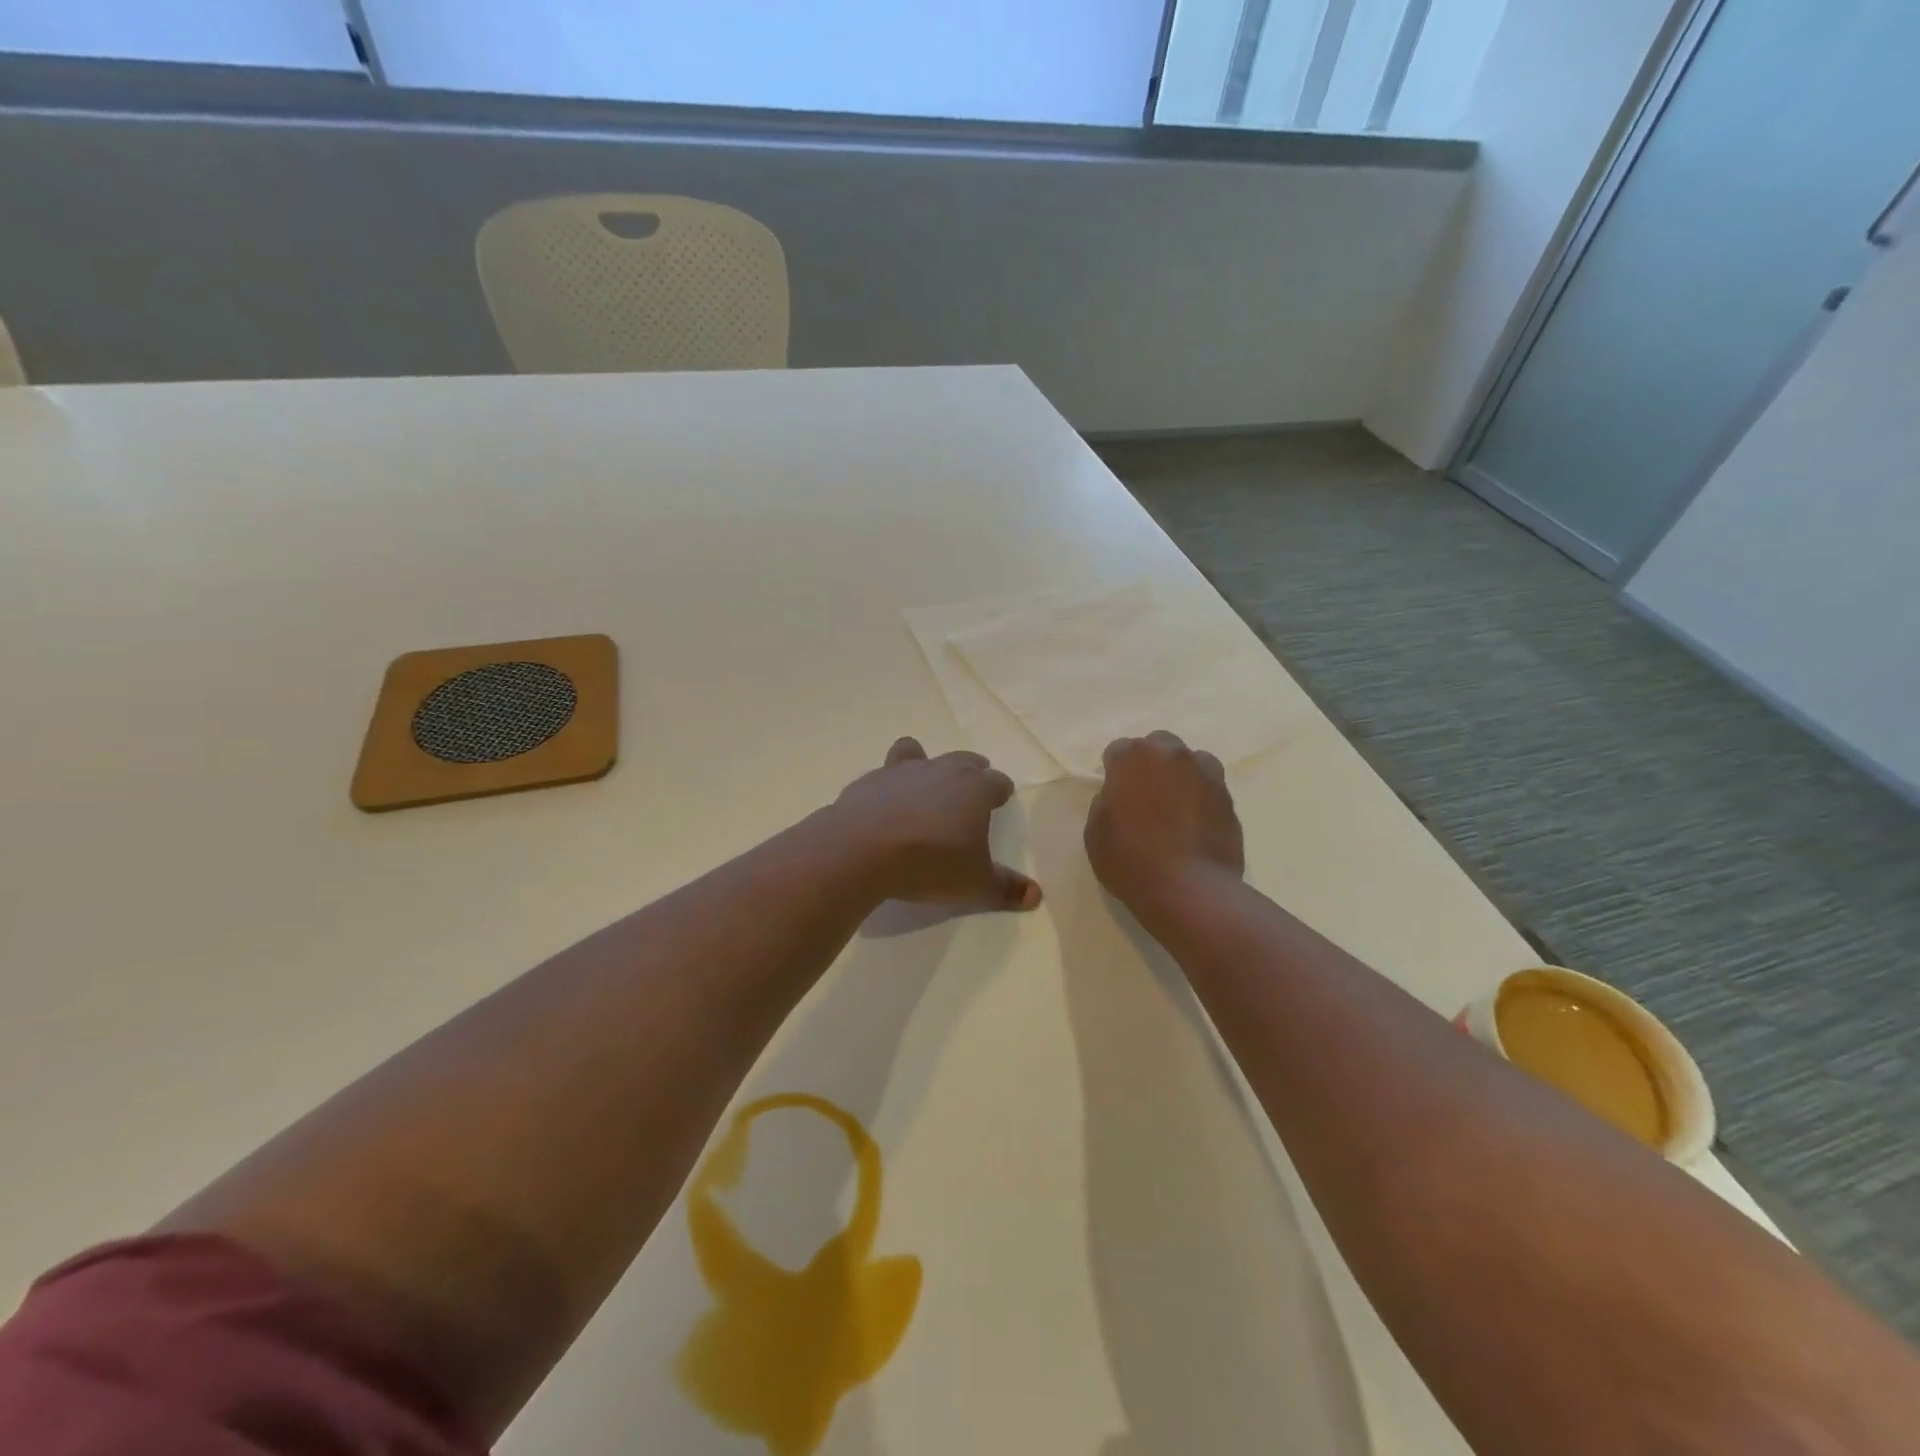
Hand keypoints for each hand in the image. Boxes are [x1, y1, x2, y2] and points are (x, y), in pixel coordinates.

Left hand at [830, 738, 1041, 911]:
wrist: (862, 849)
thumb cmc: (930, 863)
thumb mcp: (975, 884)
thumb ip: (1006, 889)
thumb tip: (1036, 896)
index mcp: (974, 789)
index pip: (997, 781)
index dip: (1001, 791)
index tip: (1001, 798)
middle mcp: (941, 770)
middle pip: (964, 760)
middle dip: (972, 770)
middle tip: (973, 783)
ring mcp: (902, 771)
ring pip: (919, 753)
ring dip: (925, 763)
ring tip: (924, 781)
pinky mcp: (869, 781)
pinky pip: (884, 774)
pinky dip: (888, 785)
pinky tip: (883, 805)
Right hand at [1085, 732, 1243, 914]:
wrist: (1189, 889)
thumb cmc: (1131, 860)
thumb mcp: (1095, 833)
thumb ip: (1106, 803)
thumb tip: (1119, 797)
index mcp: (1134, 759)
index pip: (1119, 749)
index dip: (1114, 770)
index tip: (1114, 793)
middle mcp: (1172, 756)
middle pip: (1159, 744)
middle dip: (1151, 763)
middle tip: (1145, 795)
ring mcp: (1206, 775)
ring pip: (1192, 761)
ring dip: (1181, 775)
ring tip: (1175, 806)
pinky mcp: (1229, 799)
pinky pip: (1211, 788)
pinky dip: (1202, 798)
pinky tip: (1195, 824)